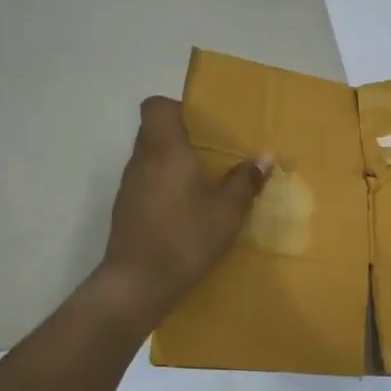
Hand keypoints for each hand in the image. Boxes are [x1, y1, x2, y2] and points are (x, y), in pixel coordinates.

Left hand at [97, 96, 269, 318]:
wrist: (137, 284)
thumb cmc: (185, 238)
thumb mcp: (227, 211)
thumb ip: (245, 181)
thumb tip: (264, 157)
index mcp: (165, 150)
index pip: (156, 106)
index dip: (177, 107)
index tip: (203, 125)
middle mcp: (141, 161)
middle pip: (154, 131)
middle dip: (183, 138)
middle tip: (213, 155)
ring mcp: (129, 186)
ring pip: (150, 159)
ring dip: (174, 165)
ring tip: (205, 184)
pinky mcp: (125, 210)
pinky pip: (147, 183)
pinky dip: (165, 188)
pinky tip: (187, 211)